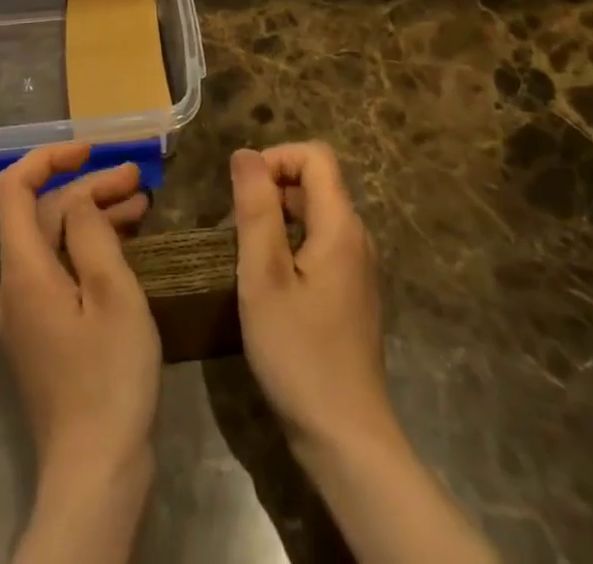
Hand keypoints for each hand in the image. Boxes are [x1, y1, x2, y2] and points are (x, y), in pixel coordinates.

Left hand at [0, 143, 160, 474]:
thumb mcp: (112, 293)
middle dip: (88, 188)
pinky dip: (90, 249)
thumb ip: (91, 233)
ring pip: (54, 242)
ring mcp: (26, 311)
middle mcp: (14, 284)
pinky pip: (60, 271)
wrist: (94, 472)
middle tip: (138, 180)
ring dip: (94, 217)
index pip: (13, 188)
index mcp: (23, 269)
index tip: (91, 150)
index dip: (48, 158)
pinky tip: (126, 245)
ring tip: (142, 205)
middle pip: (42, 214)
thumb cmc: (109, 376)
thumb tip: (79, 200)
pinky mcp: (43, 332)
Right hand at [231, 142, 393, 453]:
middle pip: (316, 182)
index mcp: (340, 225)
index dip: (276, 158)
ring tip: (245, 253)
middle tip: (235, 226)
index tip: (243, 191)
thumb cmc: (298, 353)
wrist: (346, 439)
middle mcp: (356, 238)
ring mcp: (357, 269)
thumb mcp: (264, 277)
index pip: (315, 155)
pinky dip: (291, 244)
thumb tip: (245, 153)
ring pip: (316, 215)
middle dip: (272, 187)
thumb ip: (255, 209)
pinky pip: (320, 244)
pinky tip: (268, 283)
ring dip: (277, 217)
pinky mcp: (351, 295)